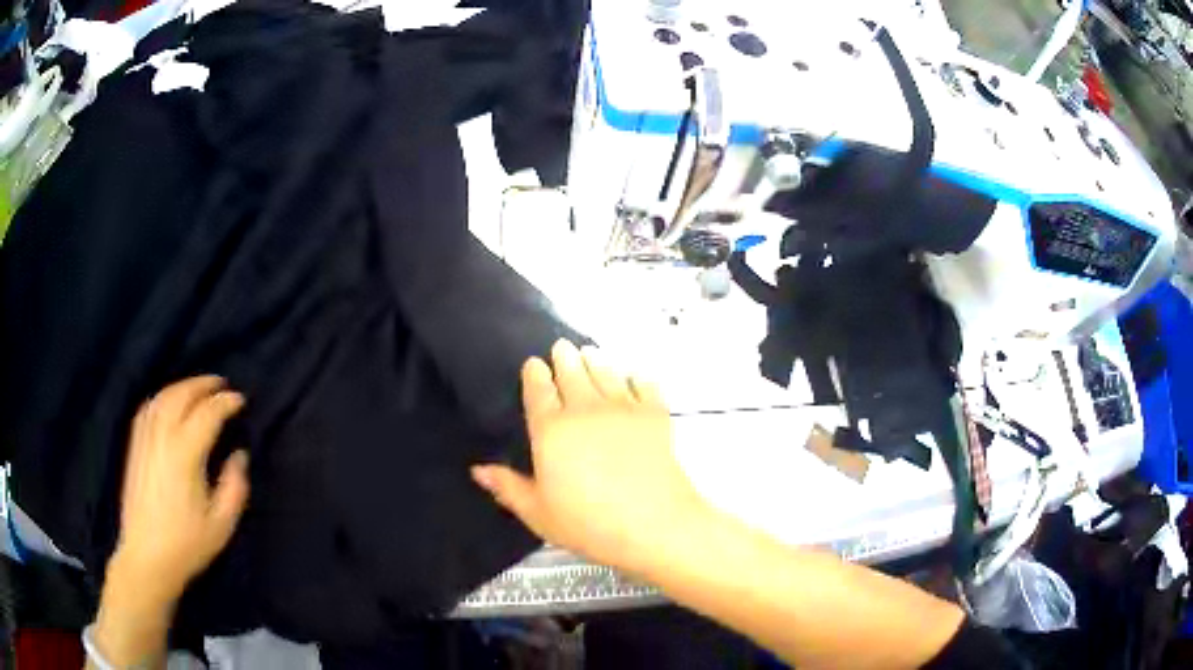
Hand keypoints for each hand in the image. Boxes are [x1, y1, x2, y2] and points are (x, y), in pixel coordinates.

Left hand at [111, 375, 249, 602]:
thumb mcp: (221, 523)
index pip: (207, 414)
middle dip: (203, 385)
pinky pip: (147, 409)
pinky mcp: (134, 447)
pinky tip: (168, 404)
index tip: (241, 400)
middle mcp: (162, 437)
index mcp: (185, 454)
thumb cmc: (187, 544)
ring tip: (198, 389)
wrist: (147, 558)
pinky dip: (161, 398)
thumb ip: (235, 486)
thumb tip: (239, 455)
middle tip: (221, 385)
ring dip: (182, 387)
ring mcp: (144, 439)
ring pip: (162, 397)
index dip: (226, 403)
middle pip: (181, 395)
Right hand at [472, 340, 707, 573]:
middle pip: (572, 372)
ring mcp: (623, 407)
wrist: (654, 523)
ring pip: (606, 372)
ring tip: (591, 352)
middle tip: (562, 346)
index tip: (534, 363)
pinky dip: (636, 377)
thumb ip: (508, 487)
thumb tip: (478, 469)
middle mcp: (585, 409)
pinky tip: (634, 376)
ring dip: (596, 360)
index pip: (539, 391)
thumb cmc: (589, 524)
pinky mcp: (655, 414)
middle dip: (564, 357)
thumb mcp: (538, 513)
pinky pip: (644, 385)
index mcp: (551, 430)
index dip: (535, 374)